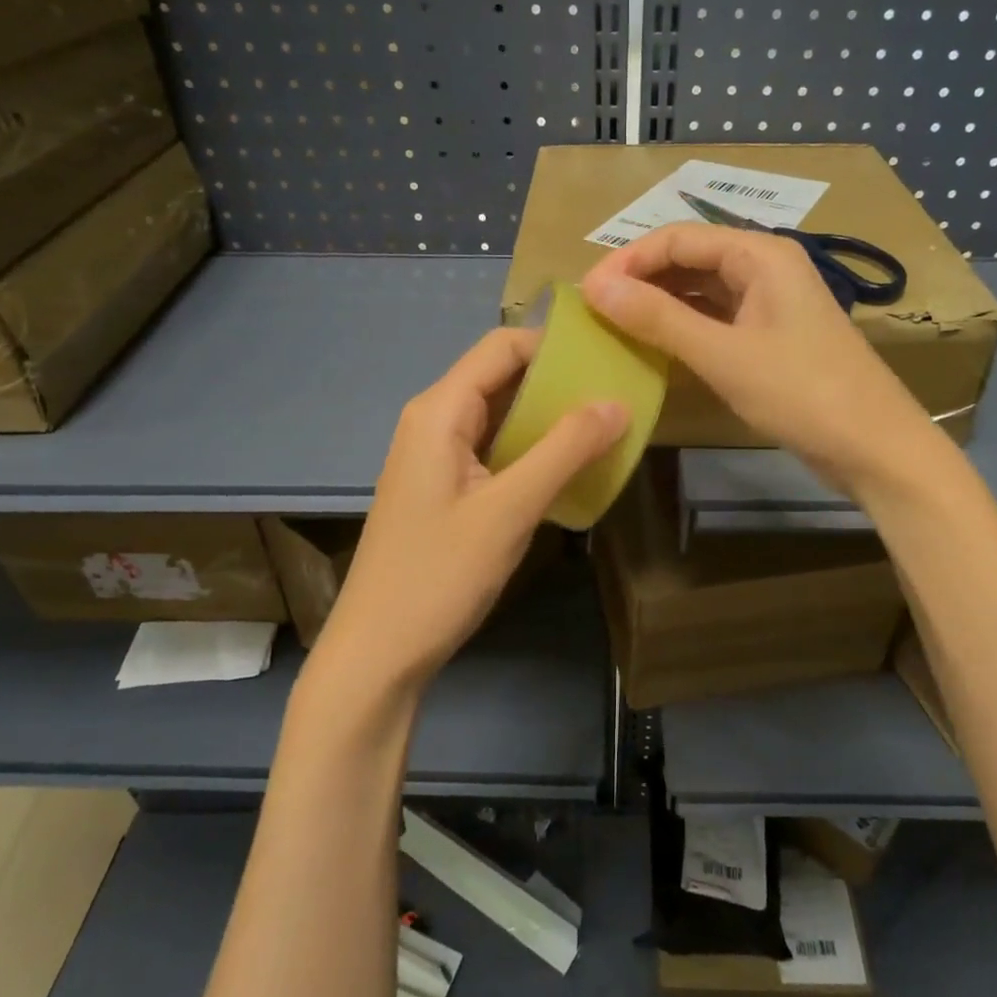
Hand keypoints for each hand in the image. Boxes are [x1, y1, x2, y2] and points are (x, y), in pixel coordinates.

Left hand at [316, 328, 628, 690]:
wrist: (377, 653)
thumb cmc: (438, 575)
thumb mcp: (510, 509)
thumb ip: (565, 450)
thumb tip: (619, 404)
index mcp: (440, 411)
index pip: (502, 346)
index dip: (554, 343)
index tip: (608, 353)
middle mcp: (434, 421)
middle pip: (501, 377)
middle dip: (558, 380)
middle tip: (618, 391)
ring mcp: (436, 456)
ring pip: (500, 416)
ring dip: (548, 417)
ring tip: (606, 425)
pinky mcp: (443, 488)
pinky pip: (493, 449)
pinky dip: (531, 449)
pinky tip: (569, 467)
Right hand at [580, 223, 927, 494]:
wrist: (874, 447)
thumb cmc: (802, 393)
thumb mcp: (723, 355)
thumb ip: (658, 319)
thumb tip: (595, 287)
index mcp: (760, 255)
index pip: (678, 238)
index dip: (628, 260)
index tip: (586, 292)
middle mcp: (765, 268)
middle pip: (690, 259)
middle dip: (642, 280)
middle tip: (594, 311)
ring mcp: (770, 304)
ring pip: (702, 290)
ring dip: (660, 304)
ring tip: (614, 326)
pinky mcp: (770, 337)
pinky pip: (716, 319)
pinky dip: (684, 328)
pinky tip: (655, 347)